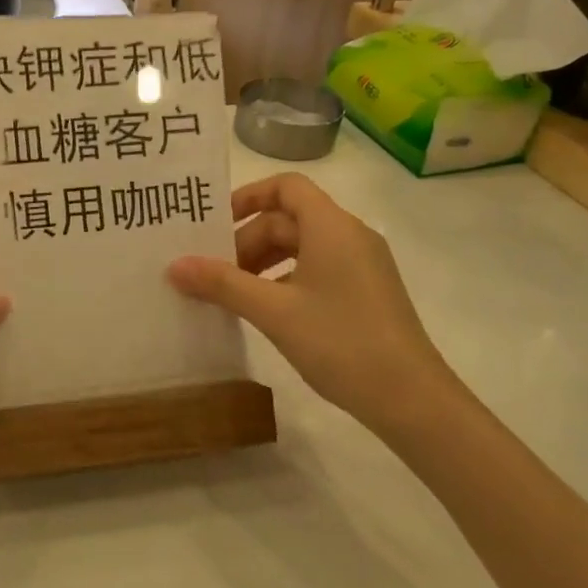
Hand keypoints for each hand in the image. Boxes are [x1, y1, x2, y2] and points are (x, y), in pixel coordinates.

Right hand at [167, 174, 461, 434]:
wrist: (413, 400)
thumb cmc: (341, 342)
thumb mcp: (273, 311)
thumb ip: (223, 284)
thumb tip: (174, 266)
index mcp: (332, 227)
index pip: (286, 187)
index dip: (248, 197)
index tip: (214, 224)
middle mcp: (350, 236)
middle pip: (289, 220)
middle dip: (248, 241)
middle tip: (214, 273)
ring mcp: (362, 265)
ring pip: (303, 247)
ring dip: (264, 263)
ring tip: (233, 295)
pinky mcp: (367, 292)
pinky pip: (318, 270)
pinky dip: (286, 280)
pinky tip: (266, 312)